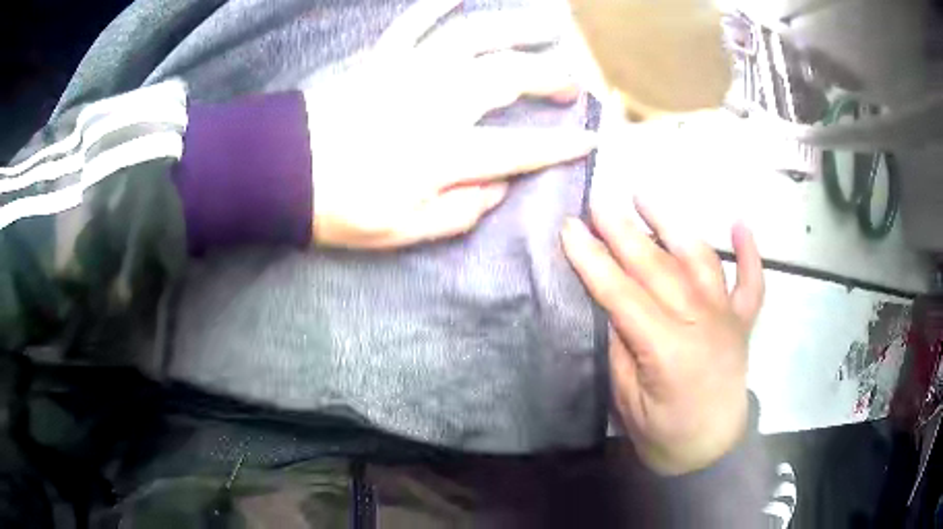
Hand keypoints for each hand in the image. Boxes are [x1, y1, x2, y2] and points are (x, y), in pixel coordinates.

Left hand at [303, 14, 595, 248]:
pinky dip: (437, 4)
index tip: (590, 140)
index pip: (520, 149)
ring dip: (517, 30)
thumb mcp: (401, 232)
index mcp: (443, 154)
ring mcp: (408, 72)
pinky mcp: (381, 59)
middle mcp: (436, 103)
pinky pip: (414, 22)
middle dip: (551, 78)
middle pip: (510, 79)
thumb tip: (497, 188)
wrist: (280, 172)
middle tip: (571, 84)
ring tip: (548, 27)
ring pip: (476, 39)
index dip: (560, 146)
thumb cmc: (338, 209)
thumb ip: (458, 212)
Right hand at [561, 198, 763, 474]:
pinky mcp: (743, 321)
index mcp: (667, 350)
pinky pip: (751, 281)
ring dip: (672, 224)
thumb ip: (621, 348)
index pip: (622, 295)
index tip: (569, 229)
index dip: (592, 260)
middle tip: (598, 201)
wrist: (712, 451)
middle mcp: (701, 323)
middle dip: (623, 231)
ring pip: (700, 260)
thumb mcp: (626, 400)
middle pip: (658, 267)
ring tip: (645, 196)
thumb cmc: (664, 435)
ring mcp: (727, 318)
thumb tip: (612, 305)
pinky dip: (749, 253)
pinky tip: (740, 224)